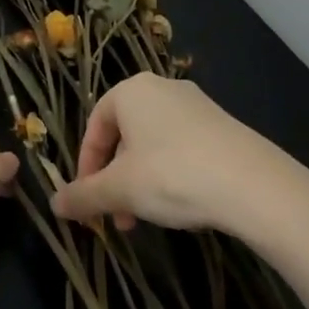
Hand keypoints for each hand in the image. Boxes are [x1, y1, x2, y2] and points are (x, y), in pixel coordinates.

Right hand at [49, 74, 290, 233]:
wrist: (254, 184)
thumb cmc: (173, 175)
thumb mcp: (120, 190)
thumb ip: (83, 196)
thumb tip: (54, 204)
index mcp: (131, 91)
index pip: (94, 126)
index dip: (86, 166)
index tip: (87, 201)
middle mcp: (162, 88)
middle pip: (124, 136)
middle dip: (115, 180)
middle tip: (118, 217)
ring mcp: (196, 105)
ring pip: (153, 145)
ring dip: (141, 182)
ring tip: (148, 219)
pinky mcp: (222, 125)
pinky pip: (182, 147)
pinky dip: (171, 175)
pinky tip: (182, 206)